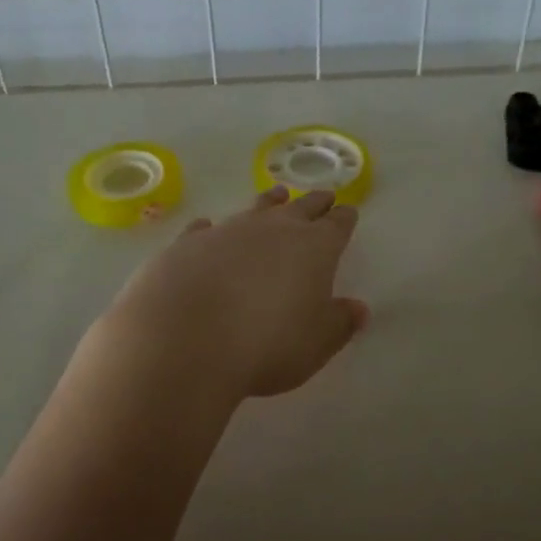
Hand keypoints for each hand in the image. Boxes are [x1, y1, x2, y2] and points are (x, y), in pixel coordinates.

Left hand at [94, 187, 368, 399]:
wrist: (184, 343)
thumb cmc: (266, 346)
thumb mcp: (317, 344)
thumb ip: (340, 322)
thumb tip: (357, 308)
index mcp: (314, 248)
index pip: (336, 226)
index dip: (344, 219)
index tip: (349, 212)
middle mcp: (272, 230)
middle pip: (300, 208)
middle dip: (314, 203)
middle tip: (323, 197)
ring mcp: (226, 232)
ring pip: (255, 209)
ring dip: (269, 203)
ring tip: (277, 195)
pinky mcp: (186, 245)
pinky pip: (204, 229)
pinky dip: (211, 229)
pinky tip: (207, 228)